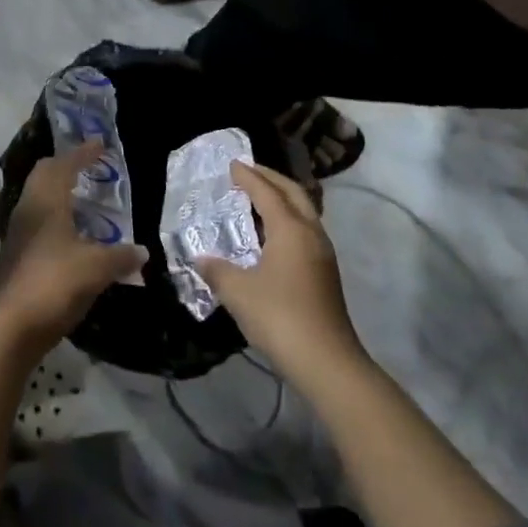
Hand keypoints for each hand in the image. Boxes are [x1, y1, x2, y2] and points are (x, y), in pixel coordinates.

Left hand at [0, 141, 147, 348]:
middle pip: (44, 175)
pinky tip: (72, 235)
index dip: (83, 153)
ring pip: (37, 199)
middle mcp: (27, 209)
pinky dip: (55, 217)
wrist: (11, 328)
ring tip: (83, 200)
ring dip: (58, 193)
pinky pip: (36, 222)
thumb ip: (121, 256)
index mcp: (45, 201)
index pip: (64, 165)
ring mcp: (17, 233)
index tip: (100, 144)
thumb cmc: (54, 283)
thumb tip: (142, 252)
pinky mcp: (15, 255)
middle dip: (66, 166)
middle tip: (89, 167)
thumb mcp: (96, 268)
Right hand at [197, 160, 365, 384]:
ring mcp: (323, 254)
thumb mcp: (238, 292)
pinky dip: (288, 220)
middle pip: (293, 193)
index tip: (232, 164)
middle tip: (249, 172)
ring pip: (304, 212)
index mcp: (290, 229)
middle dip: (271, 179)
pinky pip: (305, 231)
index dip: (249, 177)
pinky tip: (272, 235)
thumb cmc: (280, 317)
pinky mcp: (326, 273)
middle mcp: (310, 233)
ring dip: (283, 199)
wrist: (327, 362)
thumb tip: (201, 259)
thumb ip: (217, 270)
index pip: (267, 192)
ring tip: (259, 199)